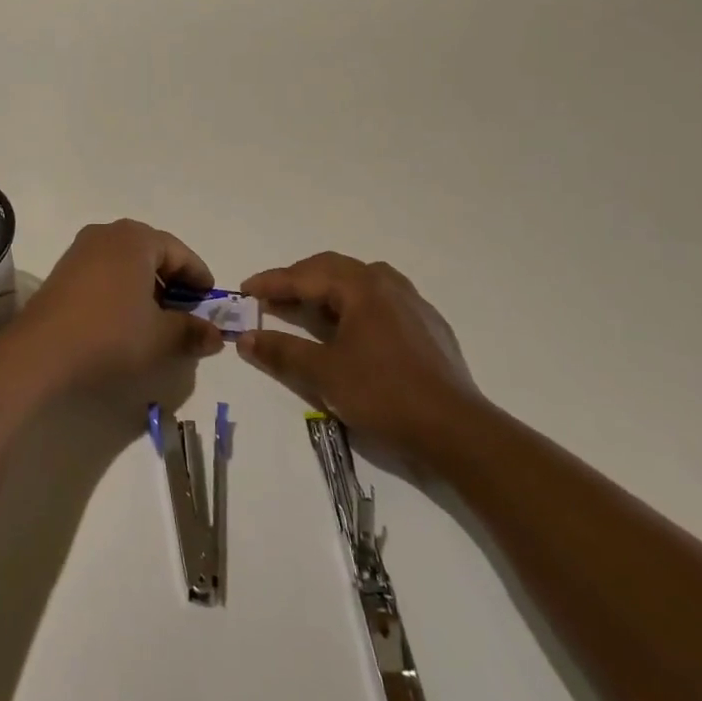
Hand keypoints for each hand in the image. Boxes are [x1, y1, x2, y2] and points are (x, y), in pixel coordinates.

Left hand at [11, 220, 224, 391]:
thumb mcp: (160, 336)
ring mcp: (82, 249)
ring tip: (158, 319)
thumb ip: (192, 331)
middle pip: (153, 253)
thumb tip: (215, 335)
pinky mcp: (64, 269)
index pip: (180, 253)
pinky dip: (123, 288)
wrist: (41, 351)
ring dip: (147, 286)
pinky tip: (126, 318)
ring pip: (128, 262)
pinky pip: (106, 271)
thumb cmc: (110, 334)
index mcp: (136, 238)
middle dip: (173, 282)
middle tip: (187, 312)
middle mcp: (109, 233)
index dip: (199, 279)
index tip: (210, 303)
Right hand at [238, 253, 481, 472]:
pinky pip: (381, 301)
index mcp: (362, 286)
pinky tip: (351, 330)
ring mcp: (413, 303)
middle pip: (333, 270)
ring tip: (307, 310)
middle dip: (298, 282)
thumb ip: (282, 351)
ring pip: (359, 283)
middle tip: (271, 298)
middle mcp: (388, 283)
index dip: (272, 282)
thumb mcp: (325, 374)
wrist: (457, 430)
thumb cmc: (384, 394)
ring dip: (327, 292)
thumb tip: (244, 338)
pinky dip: (354, 307)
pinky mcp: (428, 326)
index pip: (306, 275)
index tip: (245, 289)